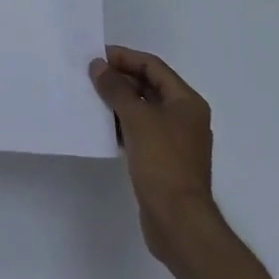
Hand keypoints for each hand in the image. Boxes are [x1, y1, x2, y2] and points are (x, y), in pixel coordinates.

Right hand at [90, 46, 221, 264]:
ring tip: (92, 98)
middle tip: (91, 76)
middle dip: (121, 79)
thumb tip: (98, 66)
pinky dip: (124, 125)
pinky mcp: (165, 162)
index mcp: (187, 102)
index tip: (98, 56)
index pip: (153, 67)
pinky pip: (142, 132)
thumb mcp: (137, 118)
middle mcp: (185, 118)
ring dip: (120, 102)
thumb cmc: (162, 162)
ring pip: (145, 110)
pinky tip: (104, 127)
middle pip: (150, 87)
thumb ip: (116, 89)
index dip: (126, 58)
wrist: (178, 222)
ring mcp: (176, 141)